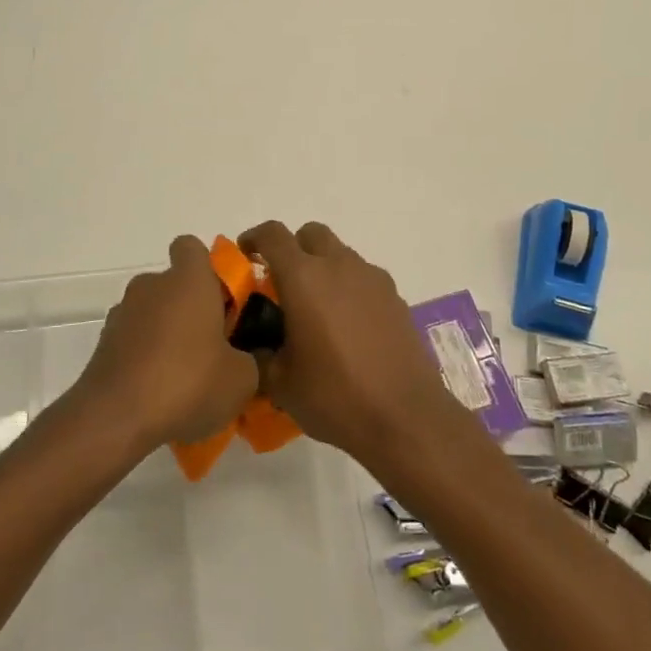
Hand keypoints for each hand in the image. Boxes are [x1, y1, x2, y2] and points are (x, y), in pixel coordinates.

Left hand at [73, 236, 259, 452]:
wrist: (116, 418)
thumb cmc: (187, 383)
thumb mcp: (242, 378)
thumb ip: (251, 358)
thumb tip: (246, 357)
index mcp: (188, 280)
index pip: (192, 247)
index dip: (207, 266)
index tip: (222, 297)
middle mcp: (151, 286)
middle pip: (174, 284)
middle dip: (192, 307)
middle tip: (213, 345)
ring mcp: (123, 313)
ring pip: (153, 312)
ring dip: (168, 333)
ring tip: (186, 376)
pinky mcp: (104, 344)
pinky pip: (134, 340)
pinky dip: (146, 356)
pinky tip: (159, 391)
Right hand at [239, 221, 461, 467]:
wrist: (405, 417)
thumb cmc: (335, 396)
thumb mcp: (280, 383)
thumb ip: (260, 354)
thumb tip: (255, 346)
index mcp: (303, 278)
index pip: (273, 234)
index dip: (254, 238)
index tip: (245, 255)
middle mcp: (338, 266)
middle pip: (311, 234)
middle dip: (293, 248)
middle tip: (283, 283)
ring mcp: (372, 279)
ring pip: (340, 254)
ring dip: (323, 269)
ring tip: (317, 310)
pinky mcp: (395, 297)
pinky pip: (364, 278)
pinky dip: (349, 289)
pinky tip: (348, 327)